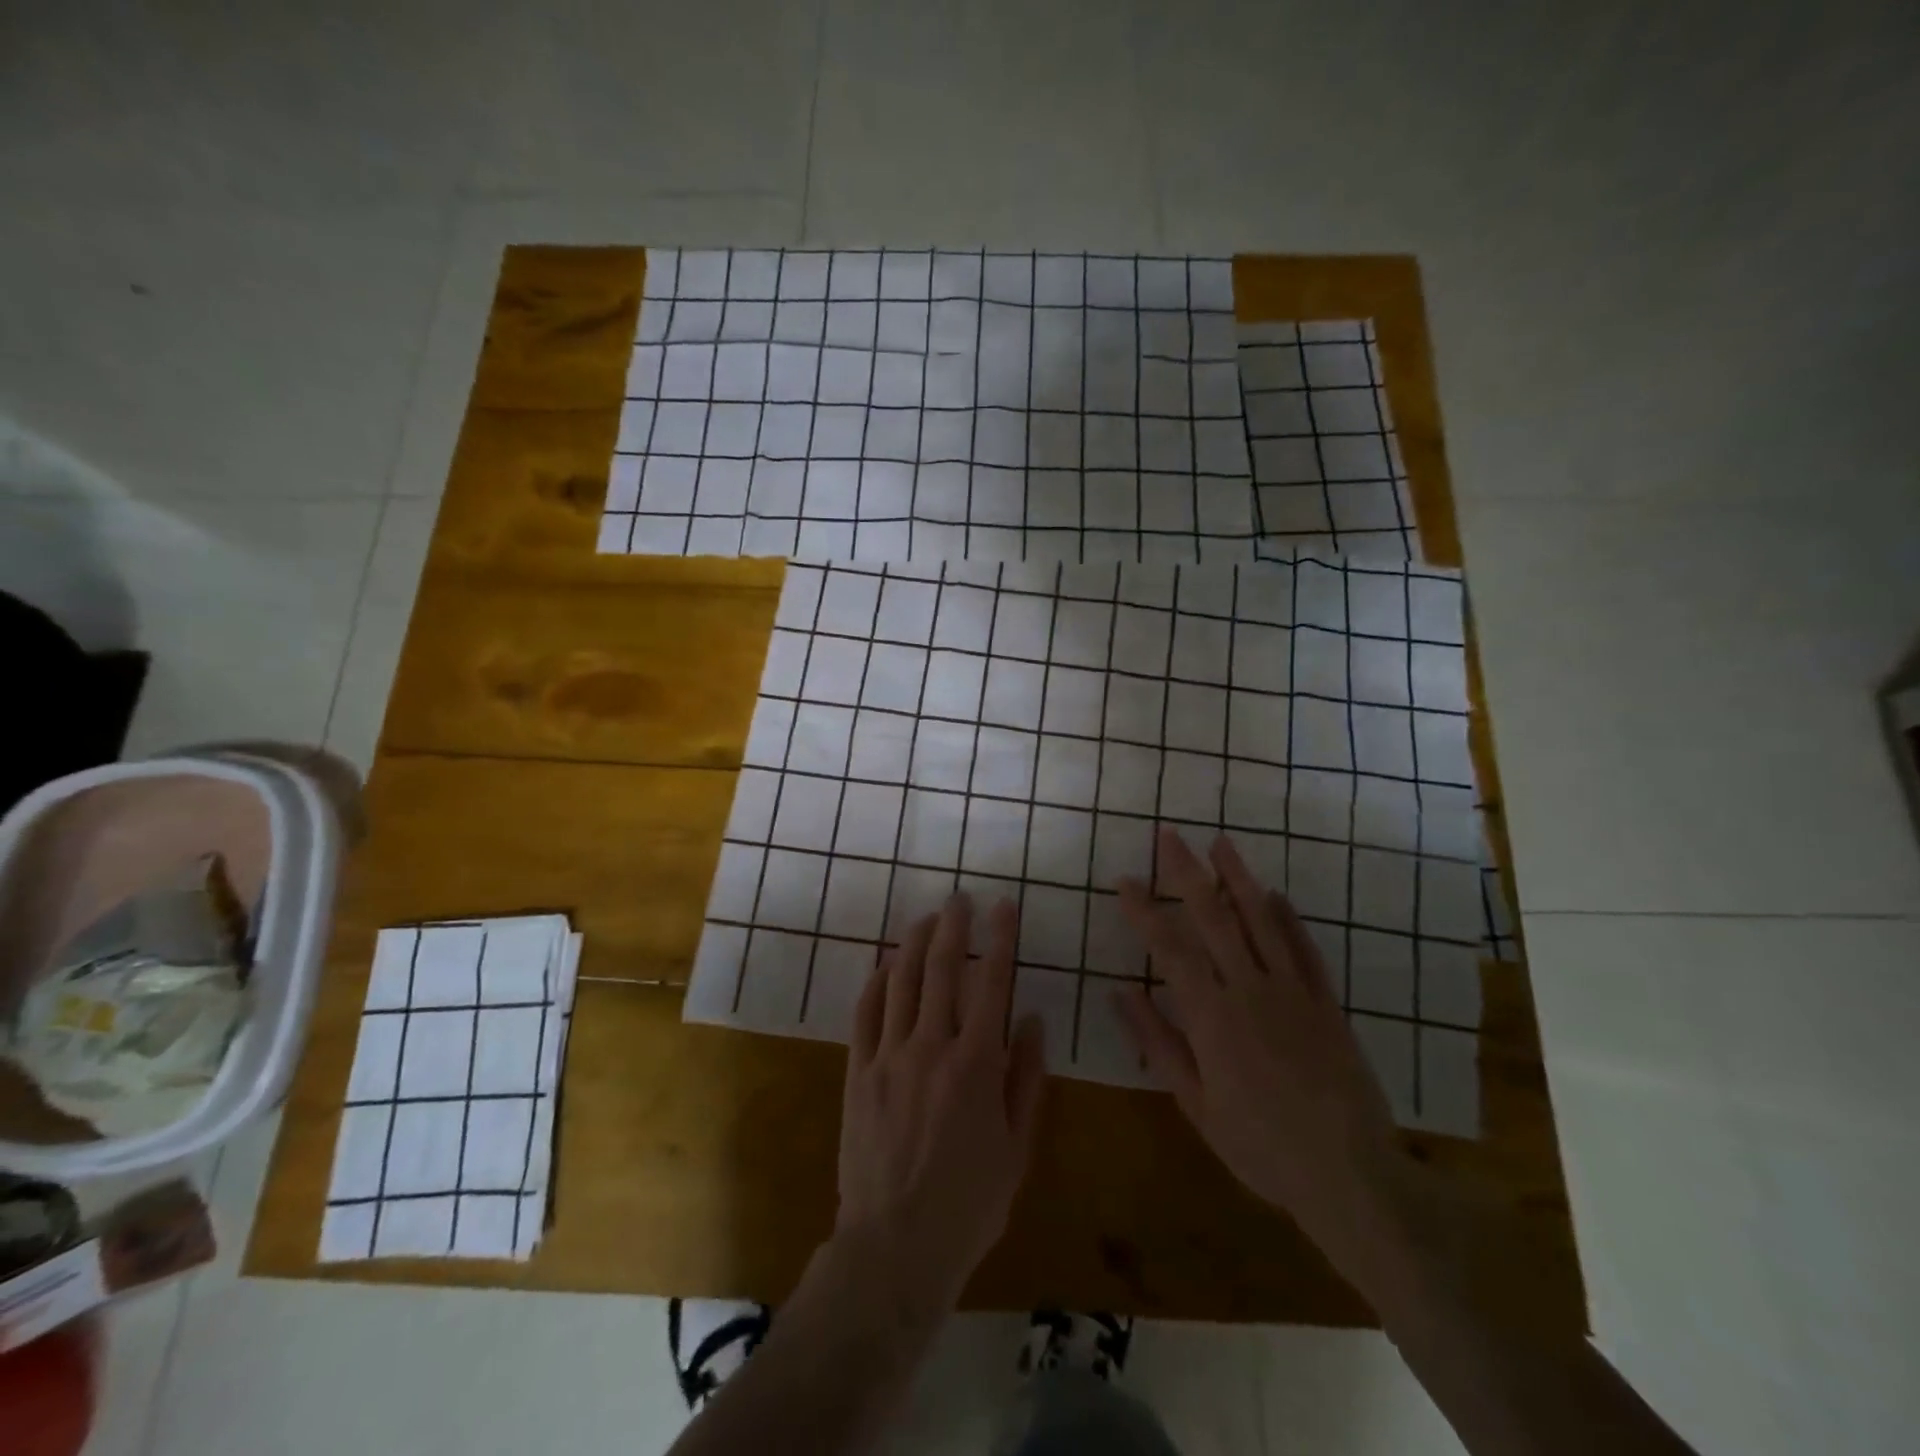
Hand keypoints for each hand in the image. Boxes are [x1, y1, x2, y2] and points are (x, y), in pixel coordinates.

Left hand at [833, 893, 1046, 1311]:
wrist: (895, 1246)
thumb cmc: (969, 1203)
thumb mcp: (1017, 1147)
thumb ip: (1026, 1078)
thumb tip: (1029, 1019)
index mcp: (976, 1064)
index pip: (992, 983)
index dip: (999, 939)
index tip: (1003, 906)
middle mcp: (931, 1047)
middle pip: (941, 969)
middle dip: (953, 926)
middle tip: (960, 898)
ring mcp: (888, 1056)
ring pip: (900, 981)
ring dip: (913, 943)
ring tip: (925, 918)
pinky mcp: (857, 1072)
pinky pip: (865, 1013)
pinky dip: (876, 981)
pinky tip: (885, 965)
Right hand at [1114, 828, 1407, 1277]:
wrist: (1352, 1177)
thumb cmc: (1261, 1147)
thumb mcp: (1196, 1104)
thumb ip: (1157, 1042)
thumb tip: (1119, 991)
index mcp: (1213, 1017)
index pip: (1170, 949)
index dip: (1145, 911)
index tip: (1125, 880)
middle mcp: (1251, 990)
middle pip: (1214, 918)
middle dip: (1187, 873)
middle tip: (1169, 836)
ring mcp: (1294, 993)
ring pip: (1262, 921)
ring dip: (1238, 879)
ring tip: (1220, 844)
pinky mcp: (1326, 1003)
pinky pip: (1305, 950)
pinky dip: (1288, 919)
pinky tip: (1274, 894)